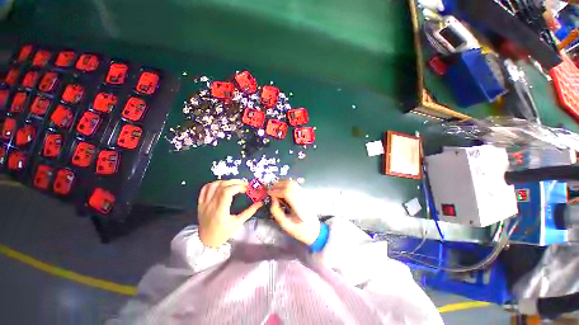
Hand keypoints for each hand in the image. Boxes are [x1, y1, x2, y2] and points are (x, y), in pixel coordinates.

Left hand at [198, 180, 262, 247]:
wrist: (207, 241)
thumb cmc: (224, 233)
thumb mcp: (238, 223)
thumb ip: (249, 211)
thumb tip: (260, 203)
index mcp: (220, 210)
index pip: (227, 192)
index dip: (238, 187)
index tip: (246, 189)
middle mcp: (210, 205)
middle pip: (222, 186)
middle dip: (235, 182)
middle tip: (243, 185)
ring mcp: (204, 203)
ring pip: (213, 185)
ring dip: (225, 181)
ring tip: (234, 184)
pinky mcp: (200, 203)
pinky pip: (205, 189)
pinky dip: (214, 183)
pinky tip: (221, 185)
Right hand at [268, 180, 319, 244]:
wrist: (314, 231)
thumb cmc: (299, 230)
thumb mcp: (285, 225)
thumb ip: (277, 212)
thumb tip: (272, 199)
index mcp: (299, 207)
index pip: (287, 193)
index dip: (276, 191)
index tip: (268, 193)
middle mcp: (303, 198)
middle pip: (290, 185)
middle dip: (278, 185)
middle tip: (270, 190)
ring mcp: (305, 195)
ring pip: (292, 183)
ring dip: (282, 183)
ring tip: (274, 189)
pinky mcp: (305, 195)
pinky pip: (295, 185)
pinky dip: (286, 185)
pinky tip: (281, 189)